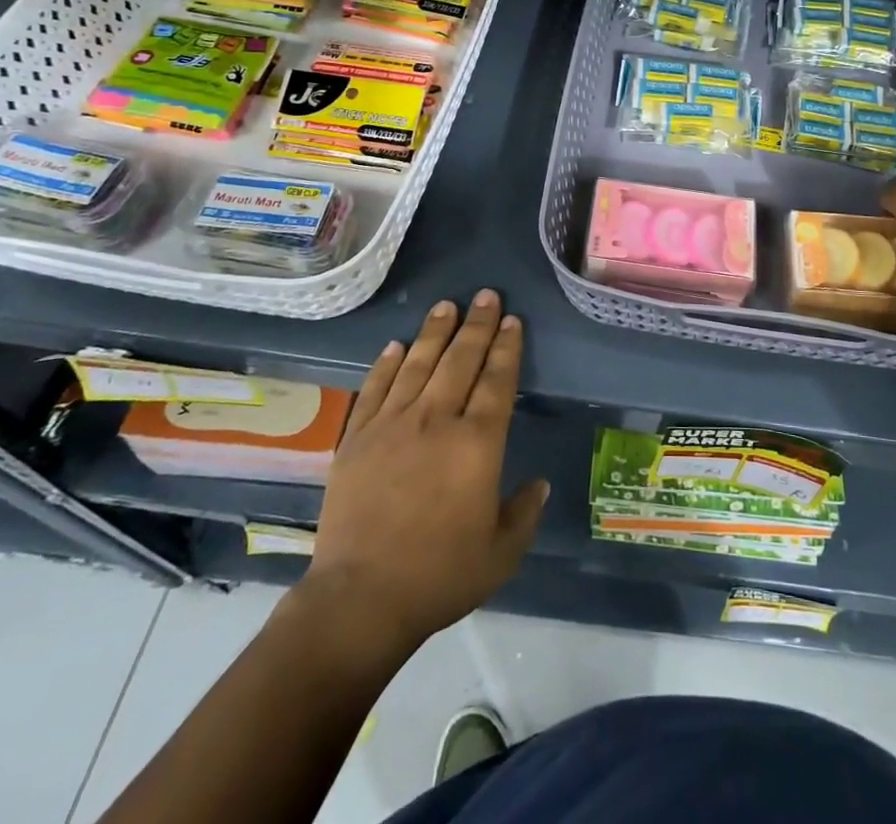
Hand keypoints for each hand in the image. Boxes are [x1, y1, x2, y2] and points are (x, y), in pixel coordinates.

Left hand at [299, 290, 546, 650]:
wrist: (360, 600)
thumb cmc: (439, 576)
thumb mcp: (501, 554)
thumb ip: (524, 513)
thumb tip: (539, 484)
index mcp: (477, 443)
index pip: (497, 380)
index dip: (506, 347)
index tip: (511, 320)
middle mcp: (436, 420)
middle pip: (460, 360)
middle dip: (477, 324)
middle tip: (485, 295)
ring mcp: (392, 425)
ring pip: (417, 363)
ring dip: (434, 332)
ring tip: (446, 306)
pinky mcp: (356, 438)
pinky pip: (374, 388)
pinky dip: (386, 363)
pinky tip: (395, 345)